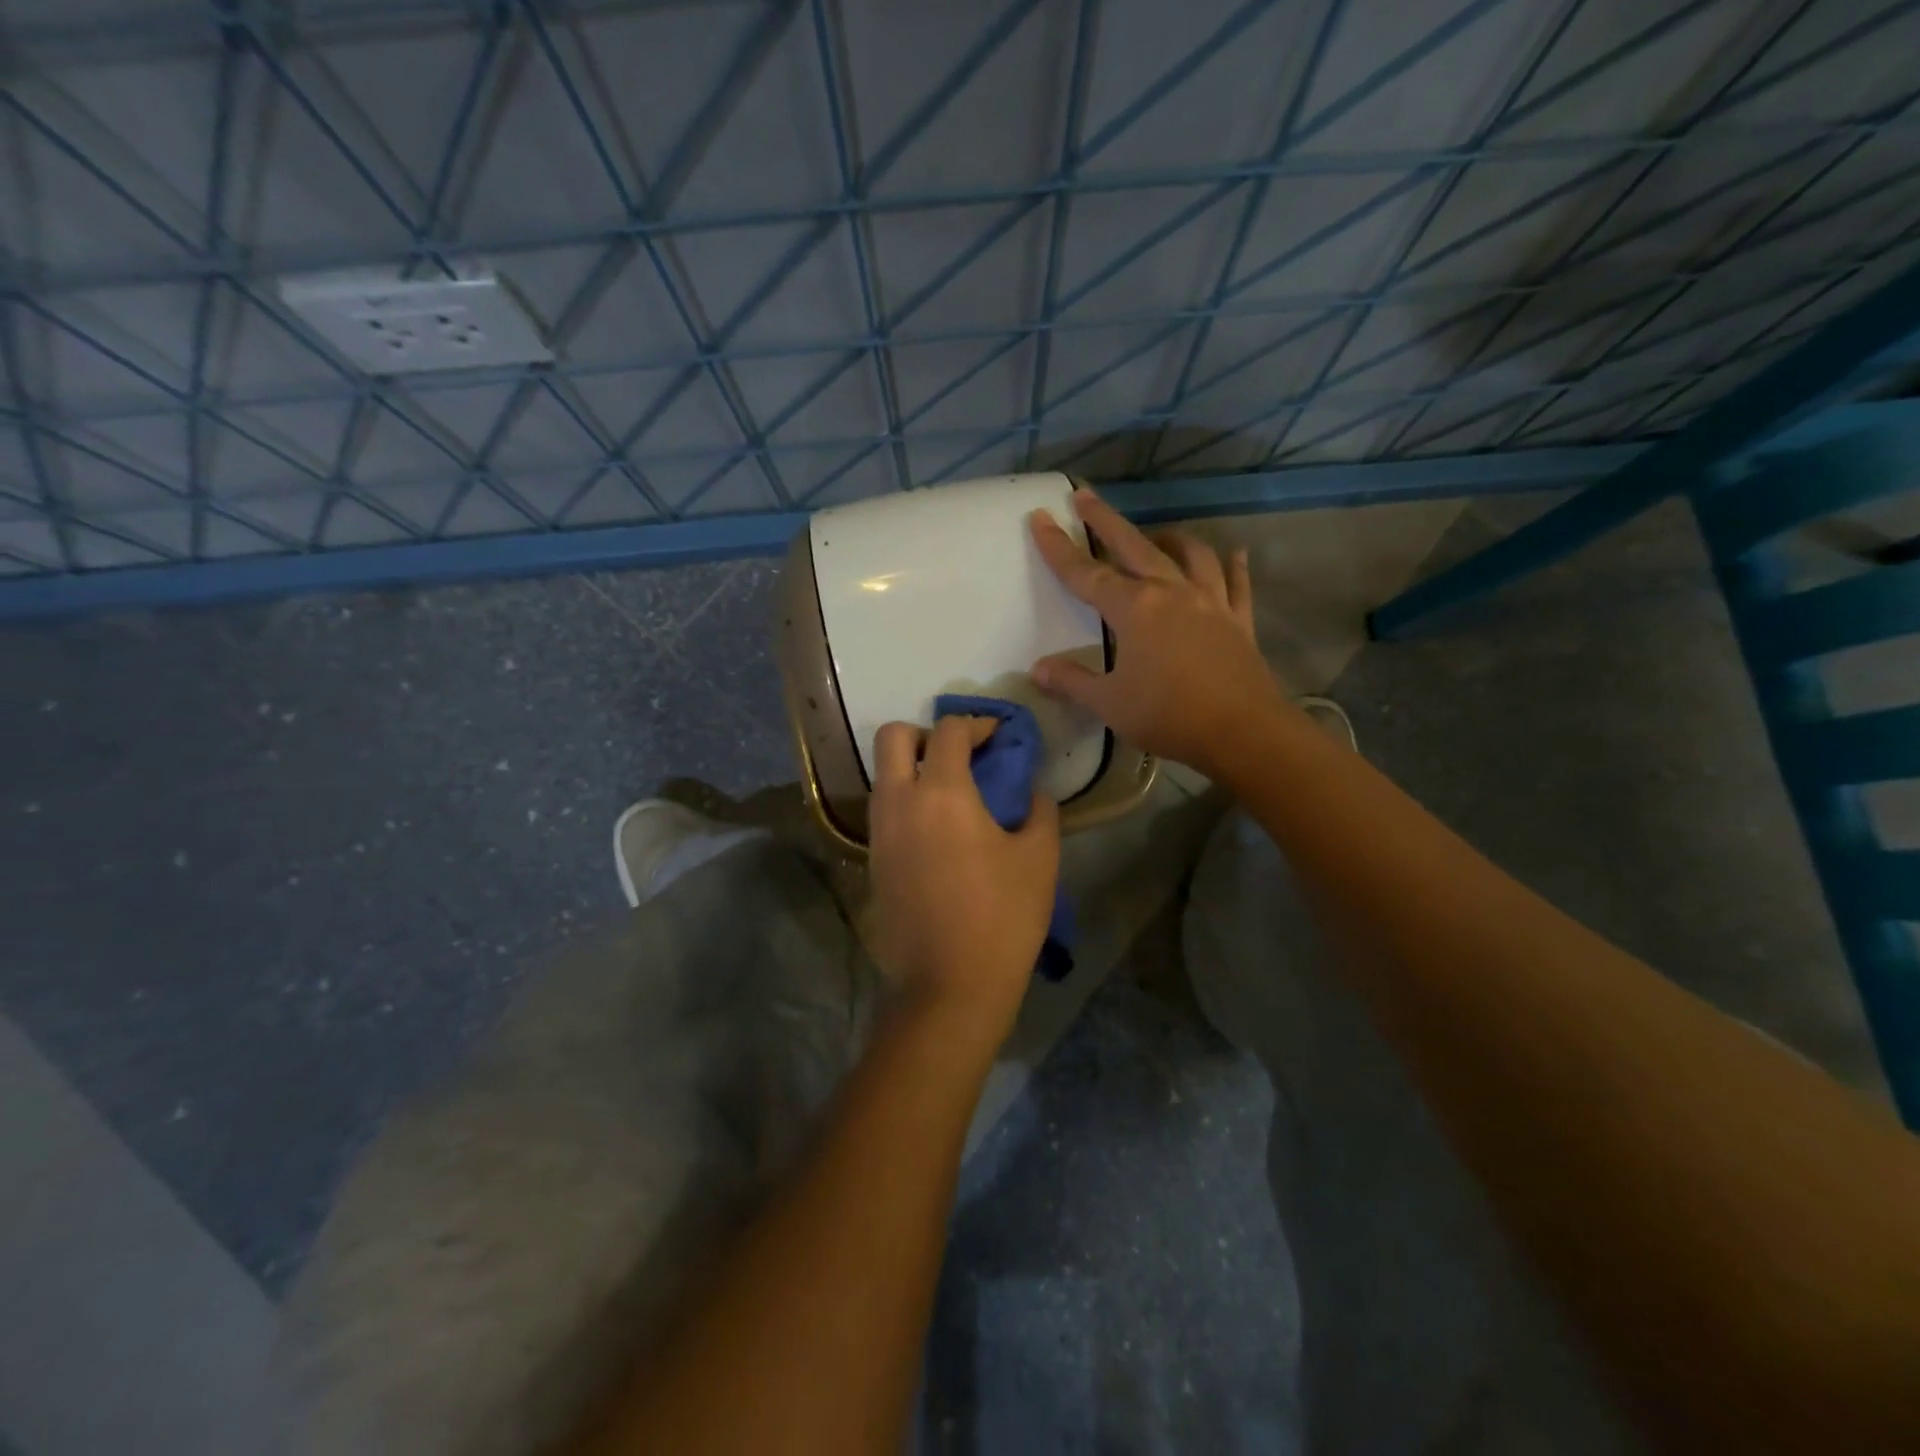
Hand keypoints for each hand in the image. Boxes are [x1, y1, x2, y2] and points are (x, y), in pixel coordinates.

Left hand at [866, 716, 1060, 1051]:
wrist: (949, 984)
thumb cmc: (1003, 916)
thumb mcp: (1039, 858)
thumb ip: (1039, 811)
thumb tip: (1031, 792)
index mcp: (942, 793)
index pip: (951, 732)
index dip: (977, 723)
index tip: (998, 734)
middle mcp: (900, 802)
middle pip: (894, 737)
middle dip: (926, 733)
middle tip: (959, 754)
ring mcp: (879, 832)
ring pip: (883, 775)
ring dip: (913, 768)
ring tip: (951, 792)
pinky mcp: (873, 861)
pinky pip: (883, 810)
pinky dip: (906, 801)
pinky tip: (938, 829)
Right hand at [1029, 487, 1288, 775]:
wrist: (1242, 731)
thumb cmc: (1168, 714)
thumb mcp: (1109, 703)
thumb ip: (1072, 681)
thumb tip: (1038, 669)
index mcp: (1135, 609)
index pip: (1086, 573)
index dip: (1058, 547)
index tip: (1041, 517)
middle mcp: (1171, 592)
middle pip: (1134, 546)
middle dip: (1105, 520)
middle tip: (1085, 495)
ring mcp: (1210, 602)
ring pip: (1190, 555)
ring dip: (1169, 538)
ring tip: (1157, 533)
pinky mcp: (1239, 620)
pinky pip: (1237, 583)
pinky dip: (1234, 565)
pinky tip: (1235, 553)